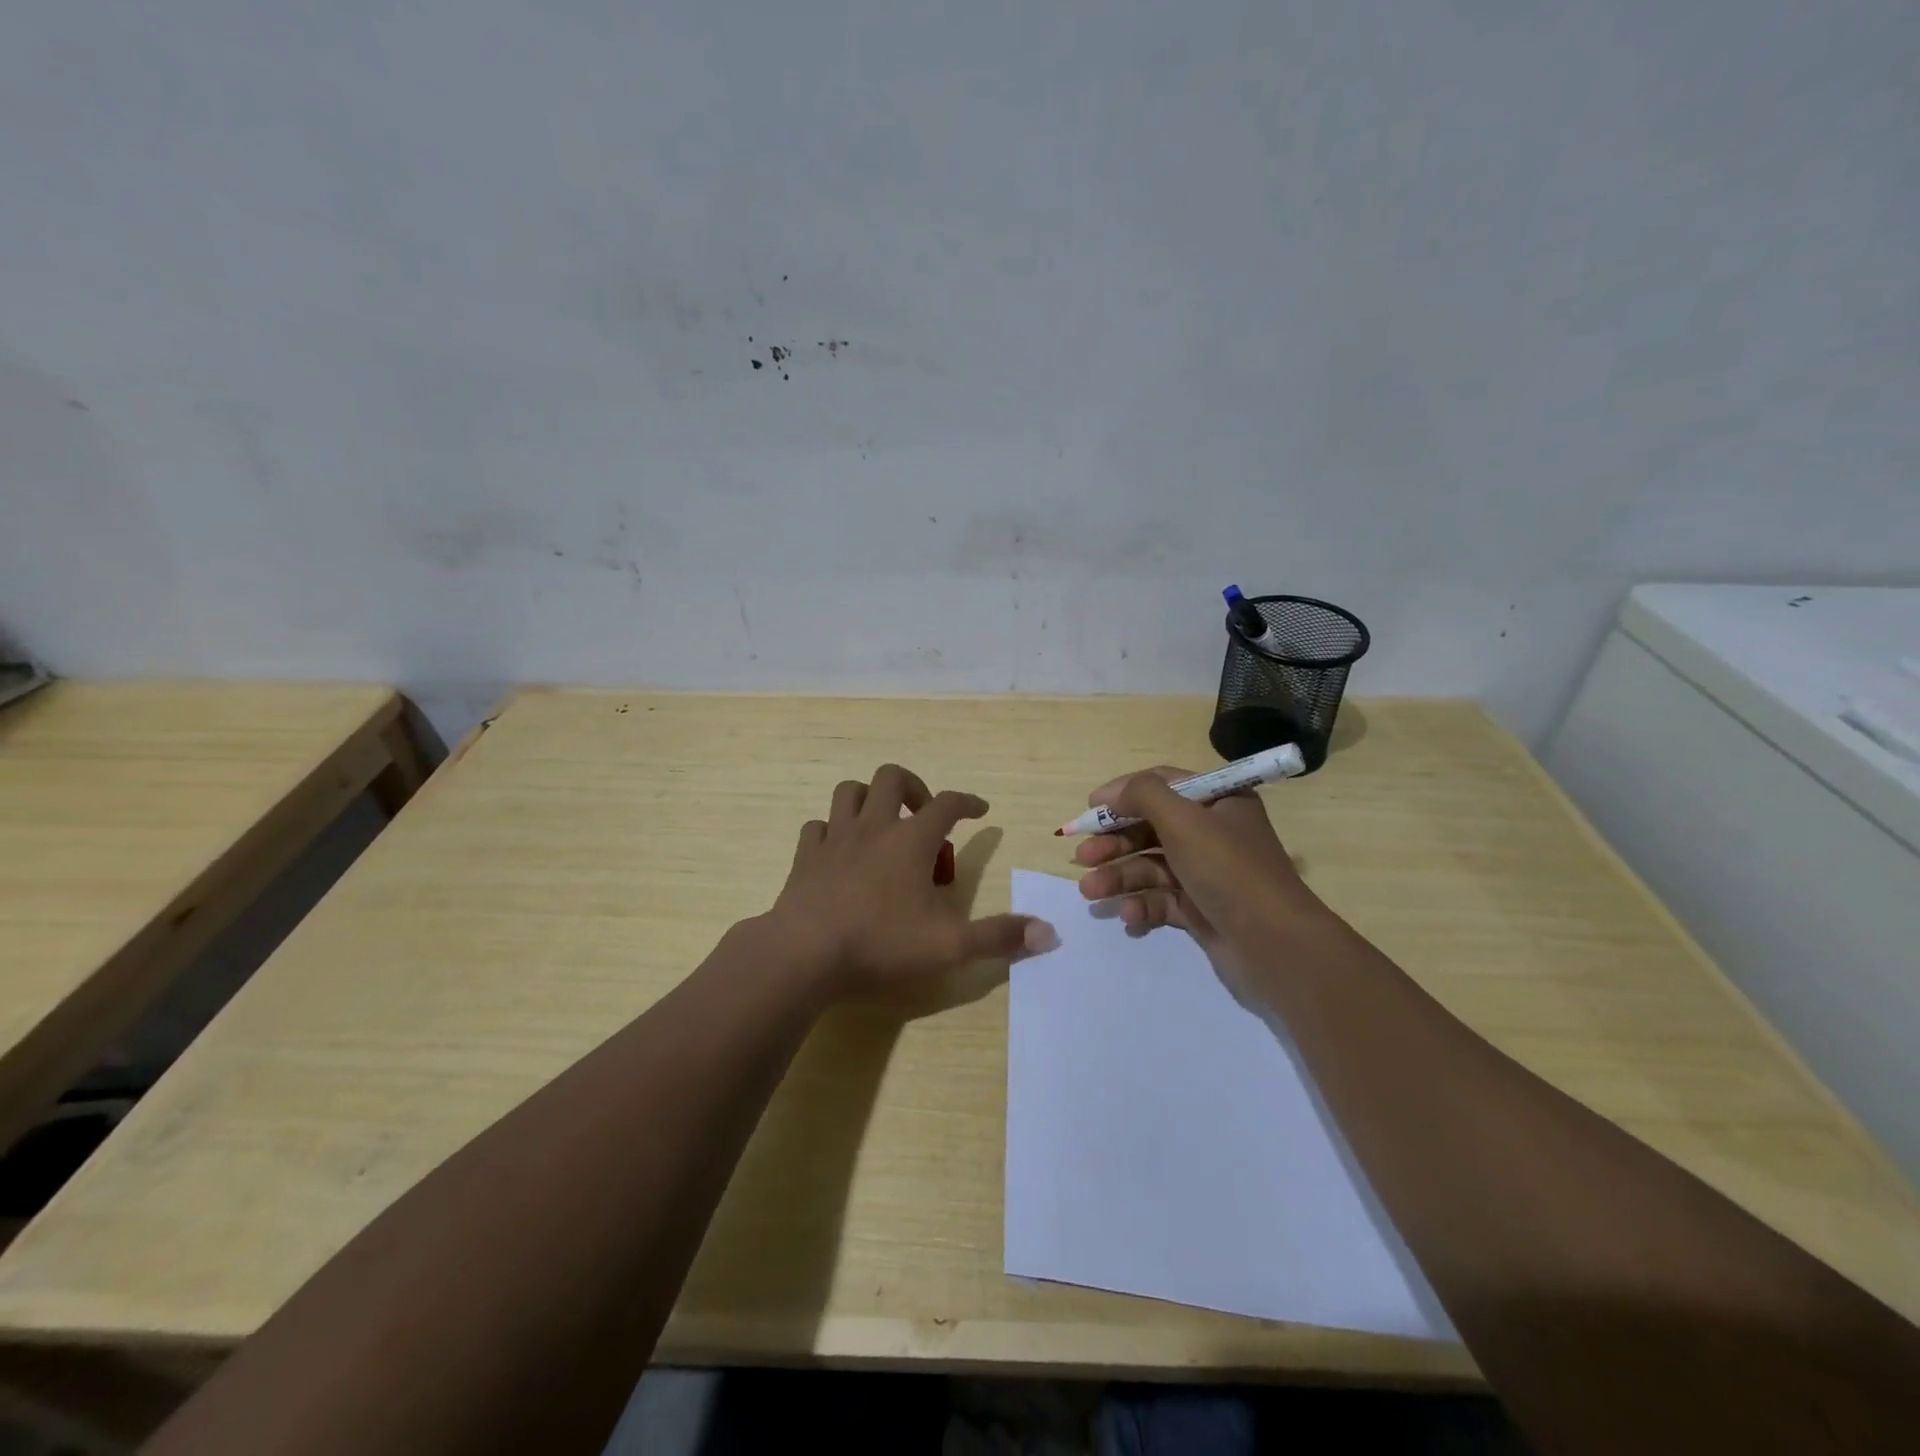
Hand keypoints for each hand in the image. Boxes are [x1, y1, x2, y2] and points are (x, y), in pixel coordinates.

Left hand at [764, 764, 1056, 996]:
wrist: (804, 954)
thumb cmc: (881, 944)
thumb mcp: (951, 946)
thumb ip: (999, 937)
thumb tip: (1048, 933)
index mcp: (912, 840)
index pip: (948, 803)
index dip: (968, 802)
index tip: (980, 810)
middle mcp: (874, 827)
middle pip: (892, 778)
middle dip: (913, 786)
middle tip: (923, 815)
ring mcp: (835, 838)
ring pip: (850, 791)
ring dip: (869, 799)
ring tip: (882, 825)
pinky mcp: (805, 856)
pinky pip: (817, 826)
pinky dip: (832, 830)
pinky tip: (839, 852)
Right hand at [1071, 766, 1328, 999]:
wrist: (1276, 946)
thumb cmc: (1229, 870)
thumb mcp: (1184, 820)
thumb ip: (1143, 795)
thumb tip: (1111, 793)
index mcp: (1218, 802)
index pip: (1162, 785)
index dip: (1123, 794)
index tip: (1089, 809)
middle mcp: (1214, 833)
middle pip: (1151, 829)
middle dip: (1114, 843)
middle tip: (1081, 857)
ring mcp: (1207, 874)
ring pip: (1151, 867)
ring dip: (1119, 877)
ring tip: (1091, 892)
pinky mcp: (1202, 910)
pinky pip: (1162, 900)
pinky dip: (1143, 905)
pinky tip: (1129, 916)